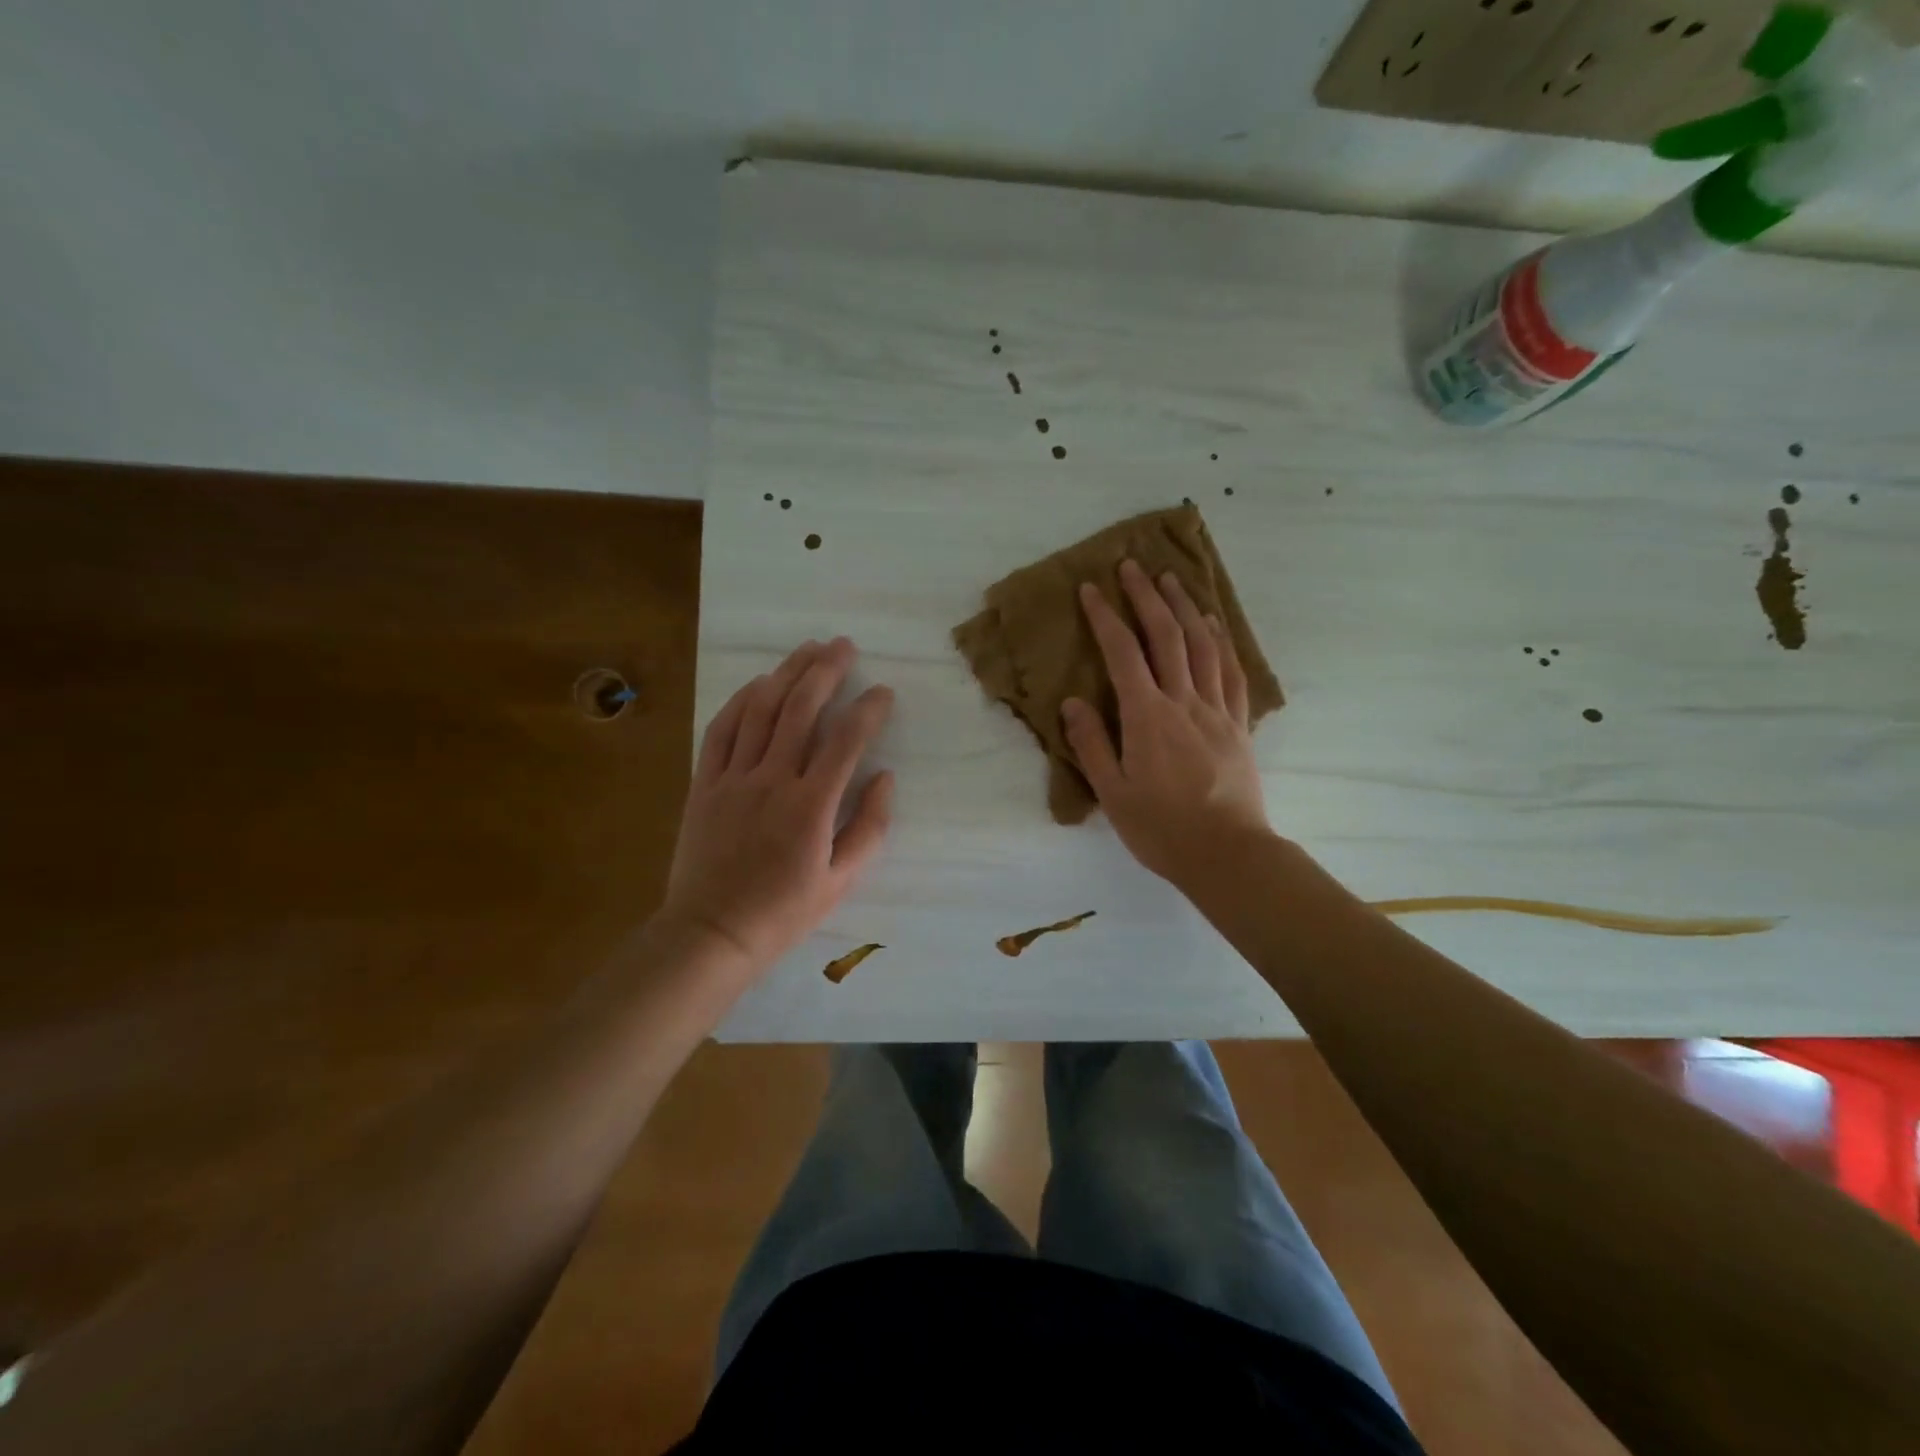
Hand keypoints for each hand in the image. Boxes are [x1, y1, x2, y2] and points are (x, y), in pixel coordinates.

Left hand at [659, 638, 893, 971]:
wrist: (711, 933)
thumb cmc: (784, 912)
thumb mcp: (842, 881)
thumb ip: (870, 827)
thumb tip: (885, 778)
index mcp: (811, 806)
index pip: (846, 740)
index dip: (868, 709)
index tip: (883, 692)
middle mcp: (772, 780)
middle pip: (800, 709)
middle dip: (825, 670)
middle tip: (843, 645)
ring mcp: (733, 778)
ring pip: (761, 710)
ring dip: (786, 673)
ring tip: (807, 649)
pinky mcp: (704, 783)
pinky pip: (721, 730)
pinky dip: (740, 701)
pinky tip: (758, 683)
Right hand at [1061, 559, 1271, 885]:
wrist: (1227, 854)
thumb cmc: (1161, 828)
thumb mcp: (1112, 793)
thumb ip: (1091, 744)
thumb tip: (1072, 702)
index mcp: (1147, 716)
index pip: (1123, 654)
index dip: (1105, 617)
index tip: (1090, 589)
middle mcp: (1184, 702)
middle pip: (1166, 636)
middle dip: (1146, 597)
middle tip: (1132, 567)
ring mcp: (1216, 710)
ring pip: (1202, 645)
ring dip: (1185, 607)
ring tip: (1172, 580)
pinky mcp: (1238, 724)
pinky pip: (1231, 672)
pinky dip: (1221, 642)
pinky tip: (1214, 625)